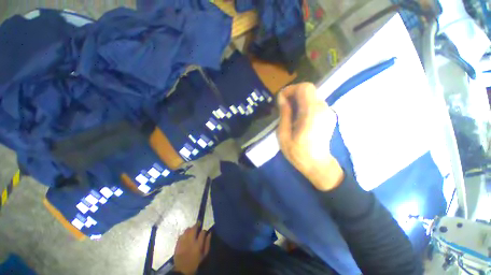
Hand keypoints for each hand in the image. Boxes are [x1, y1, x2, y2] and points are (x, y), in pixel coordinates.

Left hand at [173, 223, 211, 274]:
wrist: (182, 270)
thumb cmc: (195, 263)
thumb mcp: (204, 255)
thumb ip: (207, 243)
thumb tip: (210, 233)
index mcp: (198, 244)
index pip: (202, 232)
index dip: (204, 230)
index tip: (204, 232)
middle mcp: (190, 241)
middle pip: (194, 228)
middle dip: (197, 225)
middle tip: (199, 225)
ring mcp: (183, 242)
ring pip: (187, 230)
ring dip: (190, 229)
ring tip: (192, 231)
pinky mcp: (177, 244)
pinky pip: (181, 235)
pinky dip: (184, 234)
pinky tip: (186, 236)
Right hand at [277, 83, 343, 190]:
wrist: (318, 165)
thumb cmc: (298, 153)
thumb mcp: (284, 135)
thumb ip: (284, 114)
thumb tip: (282, 99)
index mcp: (311, 114)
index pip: (305, 88)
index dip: (291, 89)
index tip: (281, 99)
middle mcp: (323, 109)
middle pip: (309, 90)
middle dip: (294, 94)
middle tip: (283, 105)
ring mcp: (328, 112)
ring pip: (312, 96)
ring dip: (299, 100)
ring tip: (290, 112)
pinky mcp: (329, 115)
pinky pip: (315, 103)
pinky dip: (305, 105)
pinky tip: (298, 117)